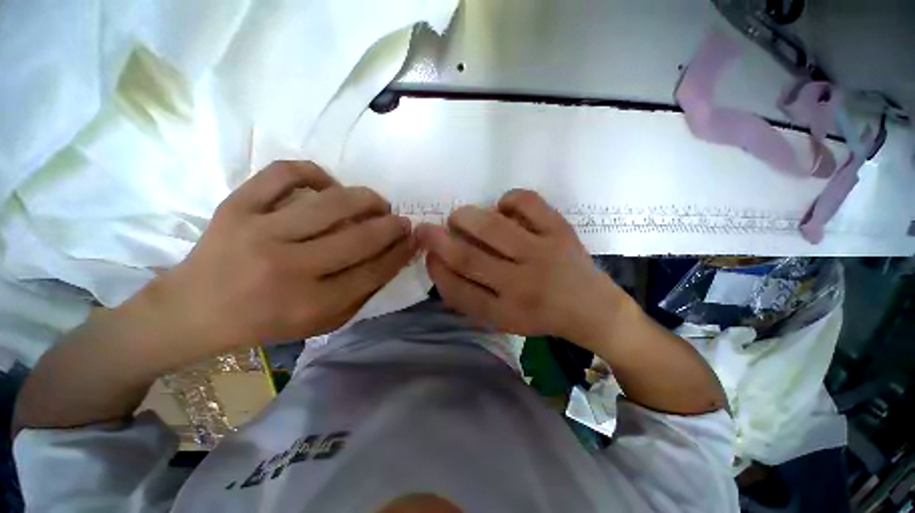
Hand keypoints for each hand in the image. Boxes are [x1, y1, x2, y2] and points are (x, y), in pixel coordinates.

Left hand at [152, 161, 415, 352]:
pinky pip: (285, 173)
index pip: (373, 271)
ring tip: (376, 202)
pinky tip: (328, 184)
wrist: (194, 310)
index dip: (401, 252)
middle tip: (401, 221)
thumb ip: (360, 294)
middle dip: (392, 226)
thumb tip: (392, 258)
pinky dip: (316, 172)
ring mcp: (259, 231)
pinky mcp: (236, 206)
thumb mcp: (321, 323)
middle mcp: (288, 267)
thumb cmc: (265, 321)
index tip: (415, 239)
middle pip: (359, 238)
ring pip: (331, 202)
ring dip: (366, 198)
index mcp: (310, 304)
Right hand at [416, 190, 624, 345]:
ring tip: (459, 217)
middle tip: (427, 229)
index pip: (458, 291)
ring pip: (493, 228)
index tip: (428, 255)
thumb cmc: (540, 315)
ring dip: (466, 217)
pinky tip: (503, 208)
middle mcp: (523, 285)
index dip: (436, 270)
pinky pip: (527, 202)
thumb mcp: (501, 319)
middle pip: (469, 258)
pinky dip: (508, 199)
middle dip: (438, 240)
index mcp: (506, 313)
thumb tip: (440, 264)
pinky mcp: (561, 231)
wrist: (592, 308)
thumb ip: (468, 298)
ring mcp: (544, 254)